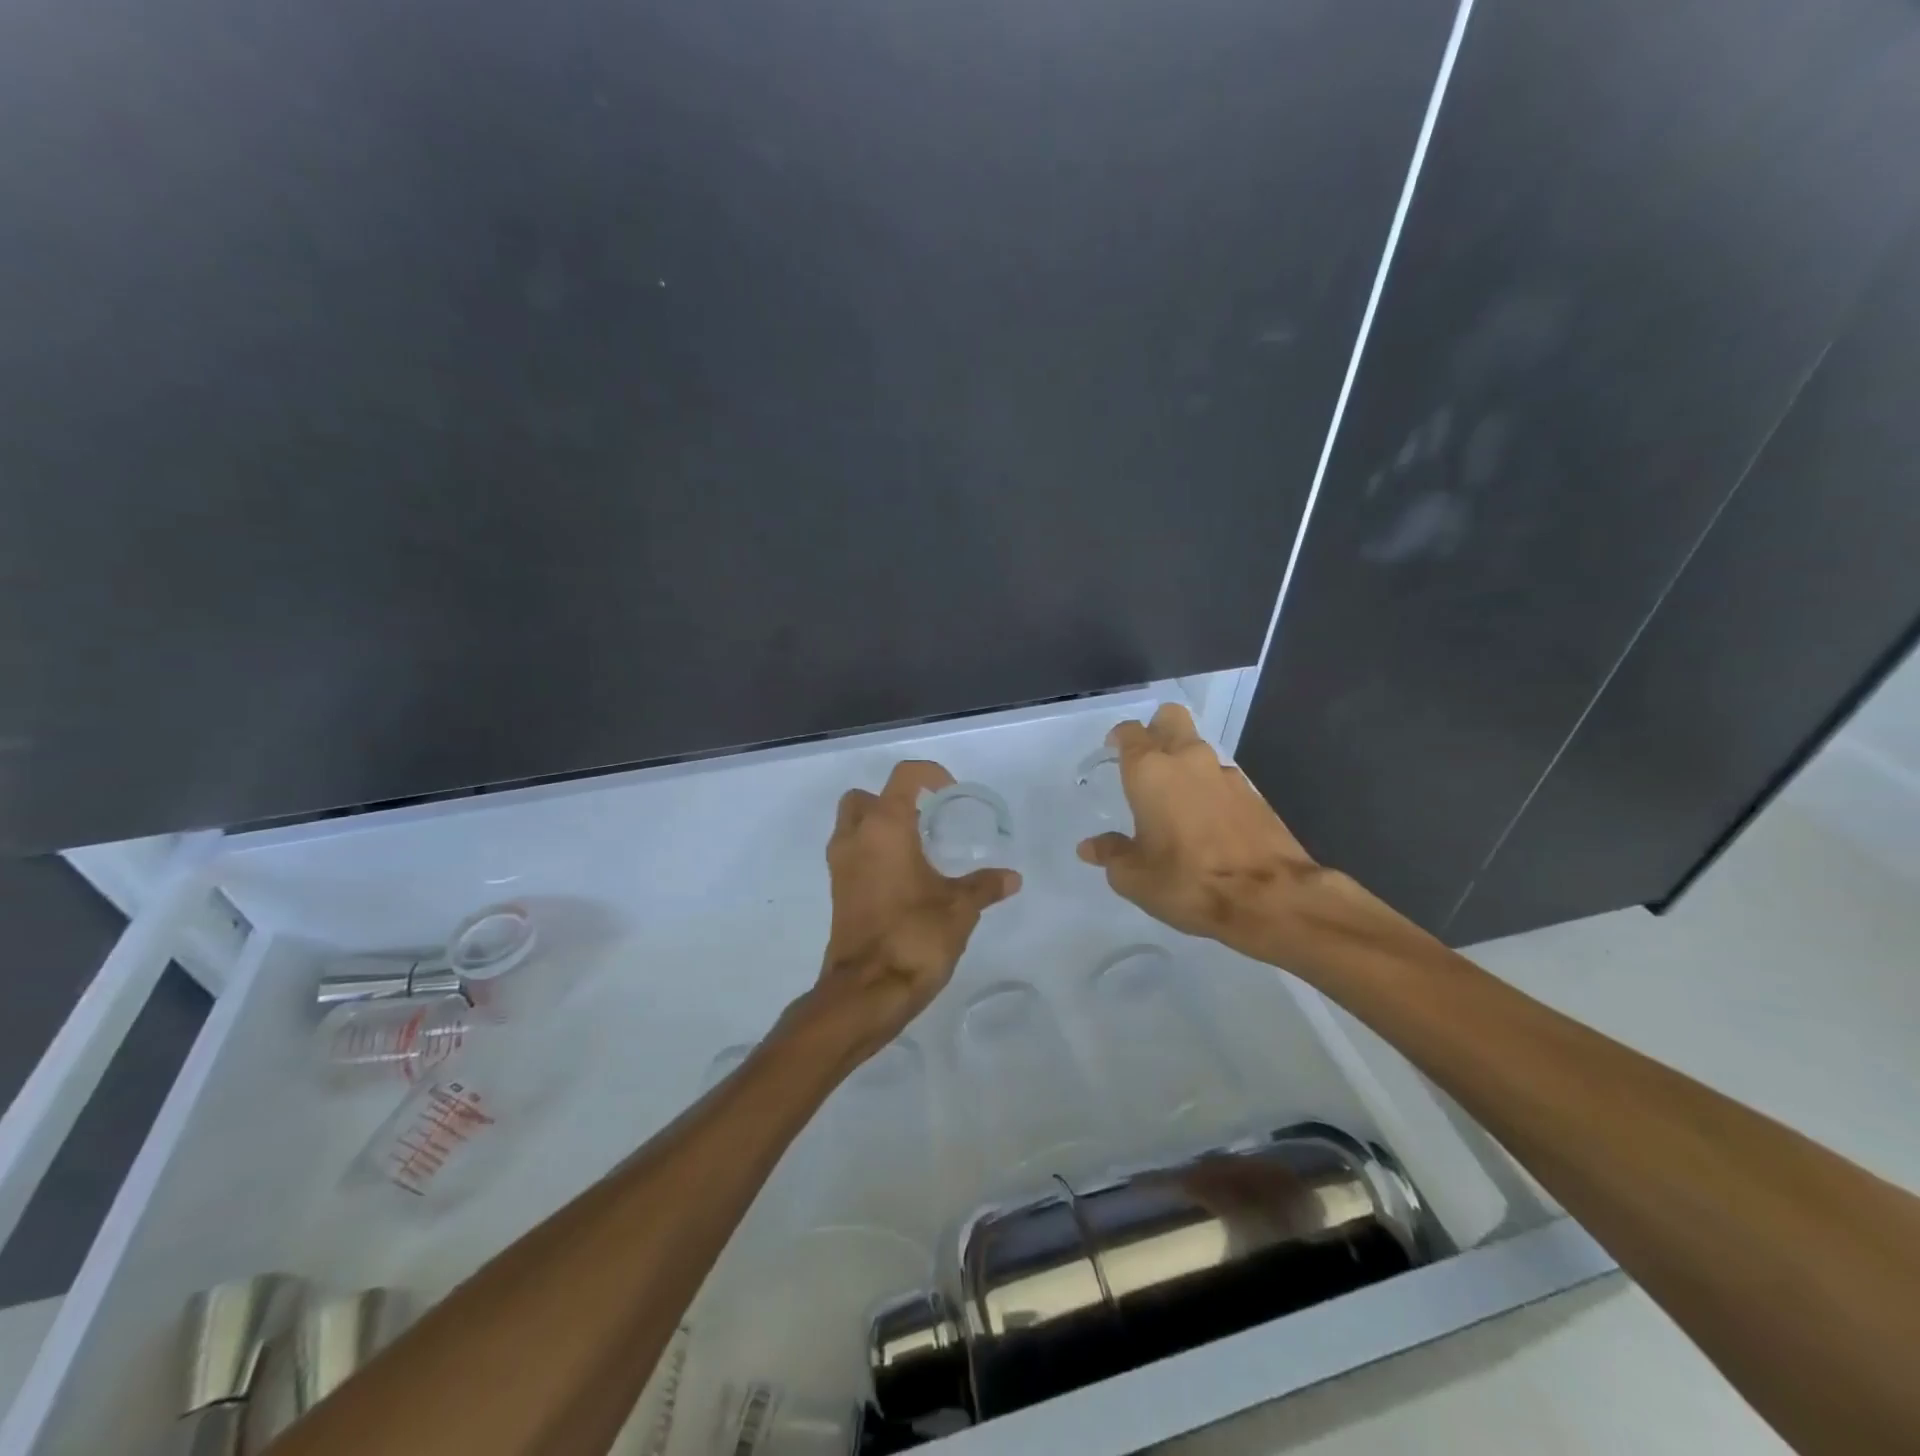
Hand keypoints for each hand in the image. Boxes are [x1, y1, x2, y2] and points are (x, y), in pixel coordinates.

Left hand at [810, 760, 1020, 1059]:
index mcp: (885, 827)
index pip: (903, 776)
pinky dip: (872, 853)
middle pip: (864, 797)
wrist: (868, 990)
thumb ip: (985, 886)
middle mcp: (856, 838)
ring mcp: (840, 866)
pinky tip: (904, 878)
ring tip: (918, 848)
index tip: (950, 793)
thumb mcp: (960, 907)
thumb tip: (1012, 878)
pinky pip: (852, 855)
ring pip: (852, 826)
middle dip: (891, 800)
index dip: (929, 775)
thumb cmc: (915, 935)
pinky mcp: (837, 892)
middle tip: (925, 819)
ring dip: (878, 827)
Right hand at [1077, 703, 1361, 964]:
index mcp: (1150, 772)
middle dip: (1157, 729)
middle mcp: (1187, 760)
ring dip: (1185, 763)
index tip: (1113, 752)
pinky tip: (1207, 821)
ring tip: (1176, 800)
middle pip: (1171, 718)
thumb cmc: (1188, 881)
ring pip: (1199, 748)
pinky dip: (1210, 789)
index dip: (1119, 738)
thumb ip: (1111, 854)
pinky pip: (1222, 778)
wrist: (1270, 898)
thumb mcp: (1134, 877)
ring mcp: (1225, 774)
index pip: (1130, 733)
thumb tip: (1090, 847)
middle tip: (1146, 760)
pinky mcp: (1254, 793)